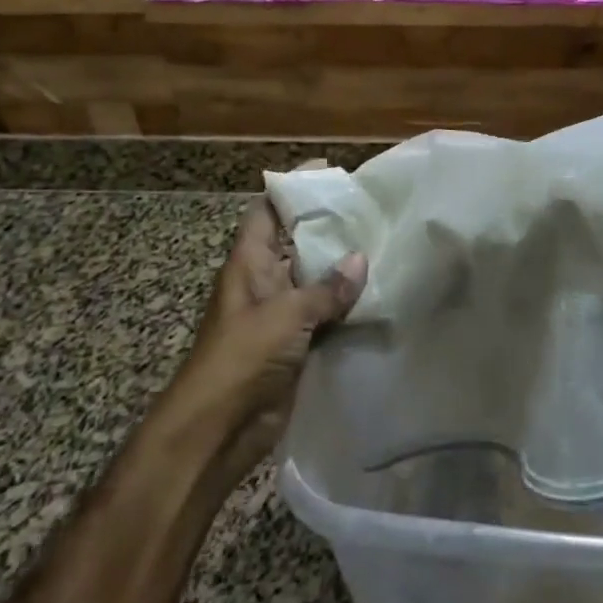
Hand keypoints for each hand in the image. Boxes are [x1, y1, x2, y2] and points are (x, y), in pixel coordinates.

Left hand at [178, 193, 365, 473]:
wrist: (218, 430)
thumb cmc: (242, 358)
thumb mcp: (286, 315)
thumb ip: (326, 288)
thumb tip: (360, 258)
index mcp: (249, 263)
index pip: (268, 211)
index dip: (292, 188)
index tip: (328, 171)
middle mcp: (265, 281)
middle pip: (296, 242)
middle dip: (328, 225)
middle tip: (370, 207)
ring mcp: (280, 314)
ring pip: (315, 279)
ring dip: (342, 267)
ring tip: (384, 243)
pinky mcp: (296, 344)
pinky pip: (325, 314)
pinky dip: (347, 305)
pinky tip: (379, 294)